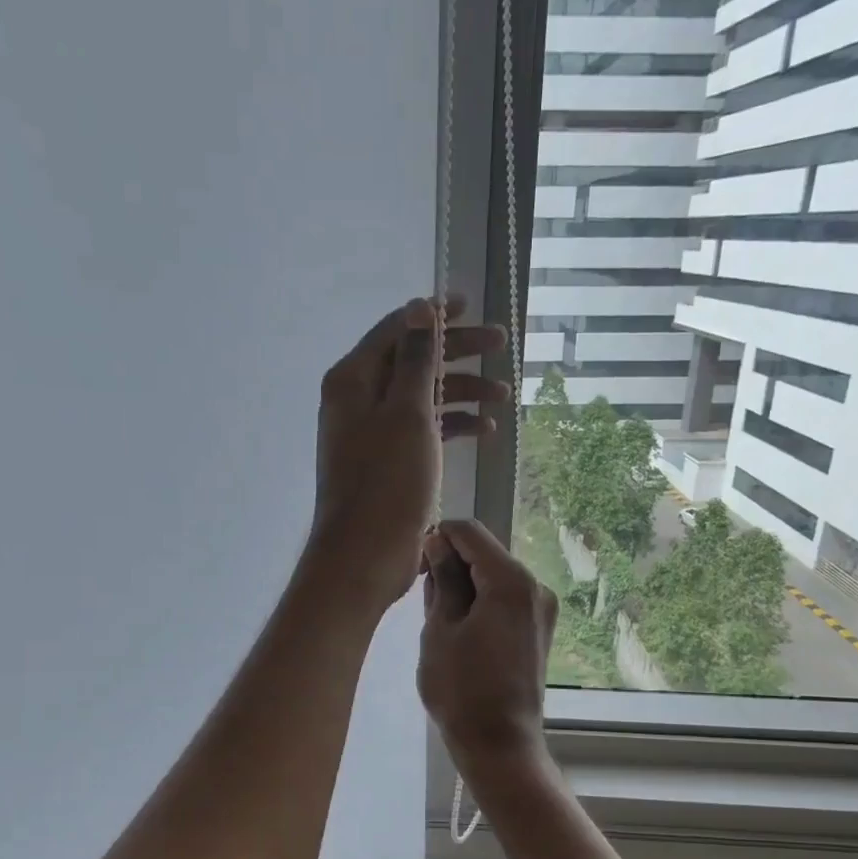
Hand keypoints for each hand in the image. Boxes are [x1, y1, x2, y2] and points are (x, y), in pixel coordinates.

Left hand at [308, 296, 507, 608]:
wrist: (365, 553)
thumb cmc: (386, 480)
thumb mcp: (407, 412)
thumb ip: (416, 359)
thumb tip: (421, 309)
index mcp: (354, 379)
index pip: (397, 330)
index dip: (433, 315)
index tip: (469, 305)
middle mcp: (359, 399)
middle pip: (413, 361)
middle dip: (457, 352)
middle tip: (500, 343)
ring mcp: (373, 432)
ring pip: (422, 397)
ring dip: (460, 392)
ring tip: (503, 396)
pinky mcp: (389, 461)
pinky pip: (423, 430)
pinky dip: (450, 425)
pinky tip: (483, 429)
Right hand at [417, 519, 556, 765]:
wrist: (499, 744)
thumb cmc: (461, 688)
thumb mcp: (440, 628)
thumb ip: (442, 579)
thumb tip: (439, 542)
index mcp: (511, 581)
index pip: (470, 532)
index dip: (439, 538)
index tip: (418, 566)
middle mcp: (535, 586)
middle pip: (485, 553)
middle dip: (452, 564)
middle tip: (425, 600)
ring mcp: (541, 608)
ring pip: (494, 576)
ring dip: (465, 586)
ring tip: (441, 623)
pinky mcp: (539, 628)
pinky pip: (505, 598)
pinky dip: (481, 602)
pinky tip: (461, 632)